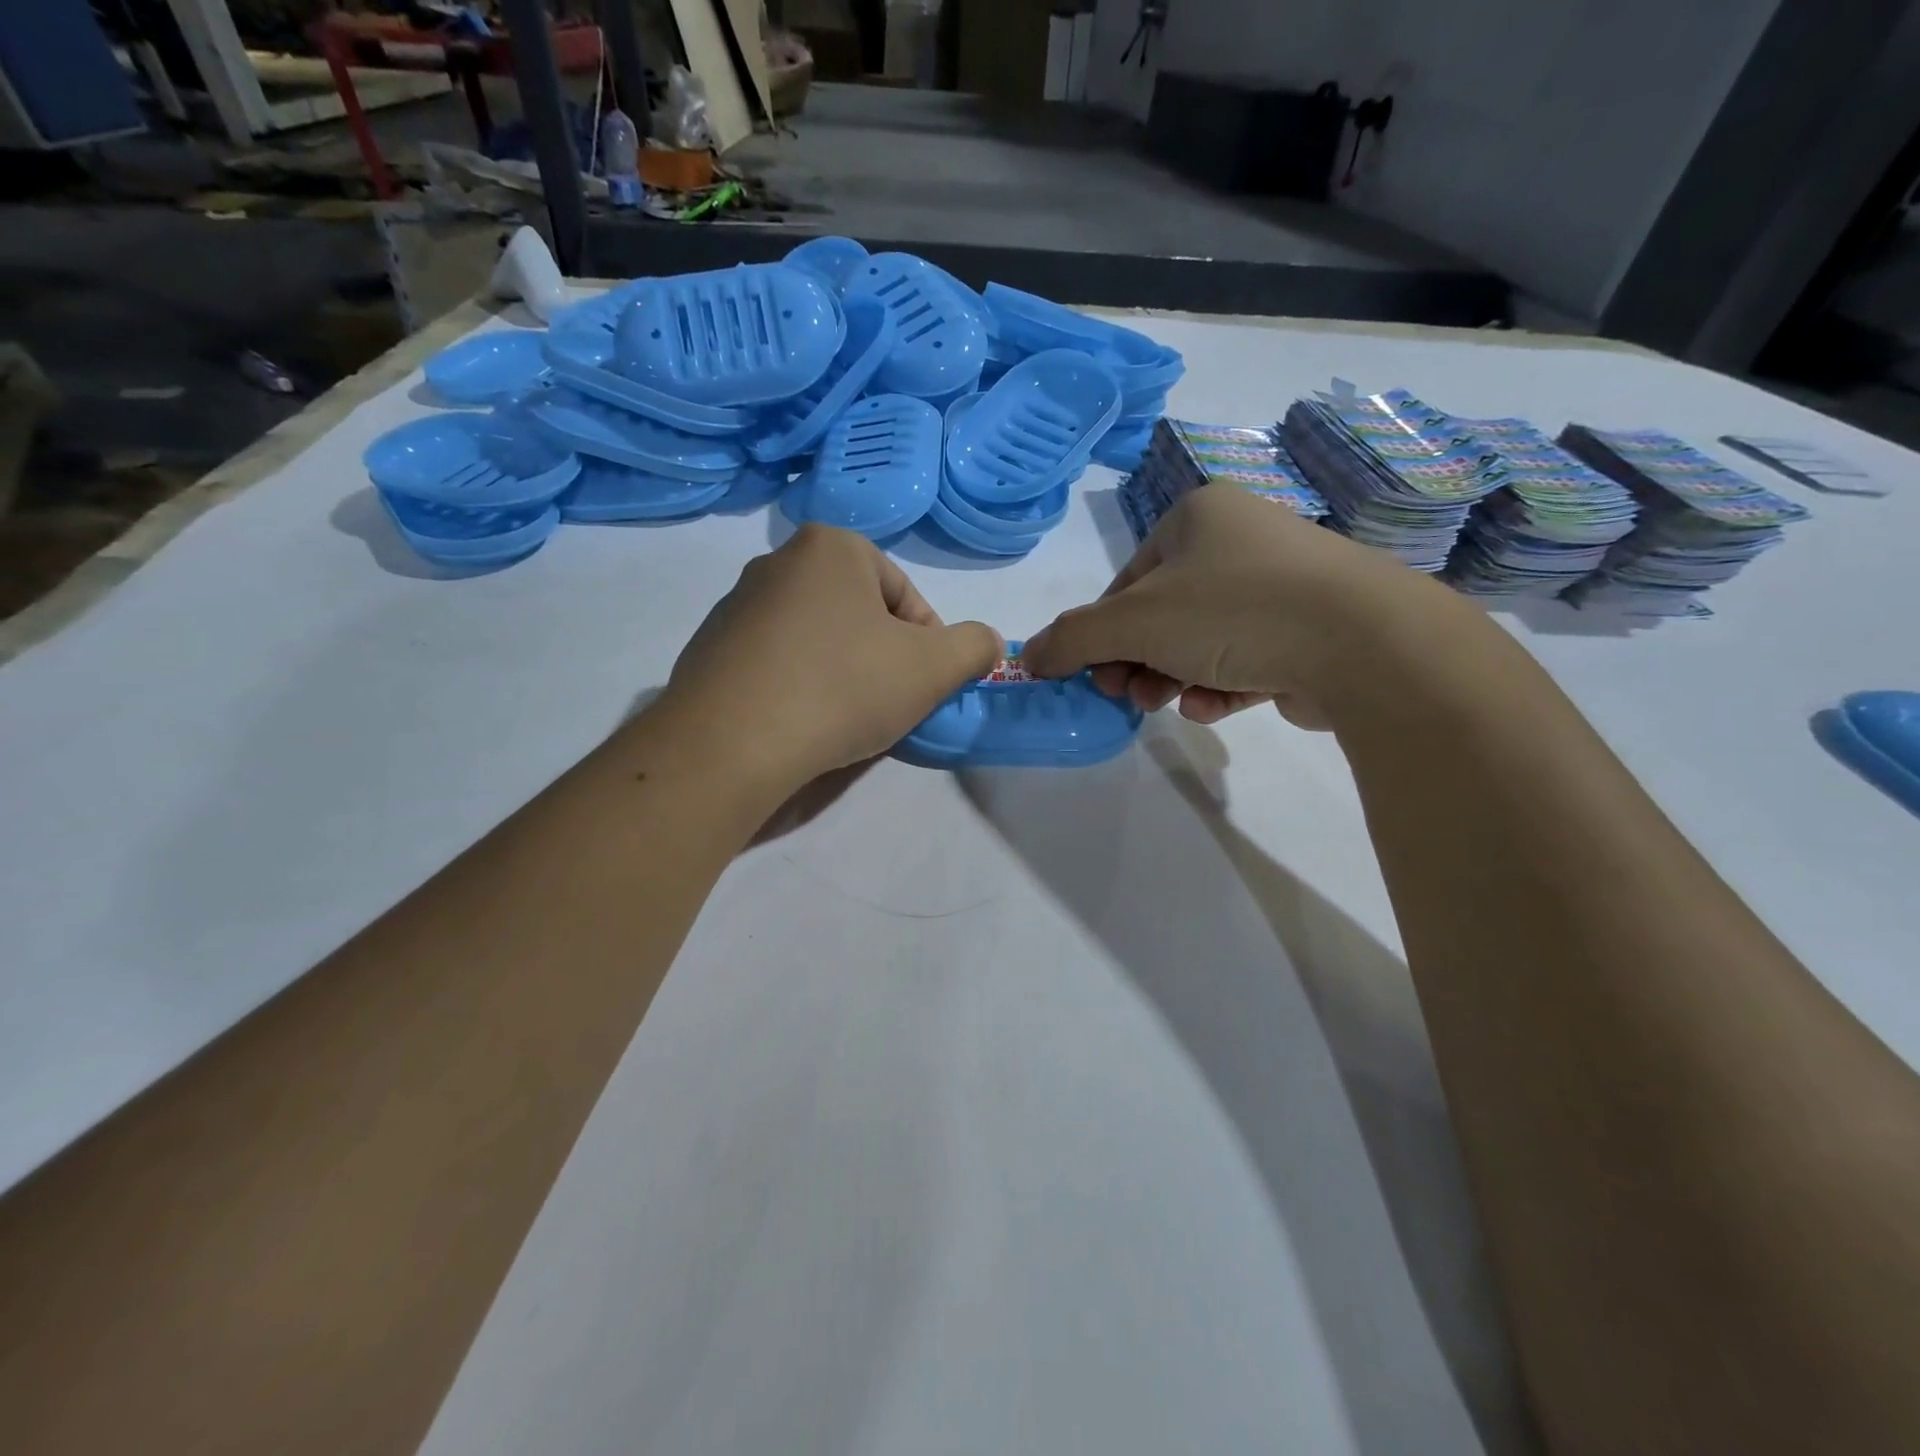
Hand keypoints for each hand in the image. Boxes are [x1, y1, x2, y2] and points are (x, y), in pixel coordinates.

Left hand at [659, 525, 1001, 790]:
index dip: (927, 643)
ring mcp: (735, 606)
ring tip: (842, 719)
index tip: (922, 685)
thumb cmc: (843, 688)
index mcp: (830, 547)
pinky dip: (796, 686)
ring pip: (815, 638)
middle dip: (881, 656)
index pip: (903, 594)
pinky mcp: (708, 649)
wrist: (731, 743)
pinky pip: (774, 662)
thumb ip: (974, 647)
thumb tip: (987, 643)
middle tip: (888, 704)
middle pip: (858, 613)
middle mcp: (776, 562)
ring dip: (840, 672)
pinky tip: (799, 723)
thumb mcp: (933, 668)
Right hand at [1021, 485, 1442, 728]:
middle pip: (1162, 614)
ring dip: (1174, 677)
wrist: (1364, 641)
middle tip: (1129, 695)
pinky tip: (1218, 704)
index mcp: (1198, 516)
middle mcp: (1240, 541)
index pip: (1128, 581)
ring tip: (1172, 703)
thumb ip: (1072, 639)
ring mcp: (1281, 585)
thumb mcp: (1133, 622)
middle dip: (1139, 661)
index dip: (1102, 633)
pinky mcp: (1309, 630)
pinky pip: (1244, 658)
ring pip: (1201, 641)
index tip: (1095, 676)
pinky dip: (1221, 684)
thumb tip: (1028, 658)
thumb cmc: (1233, 610)